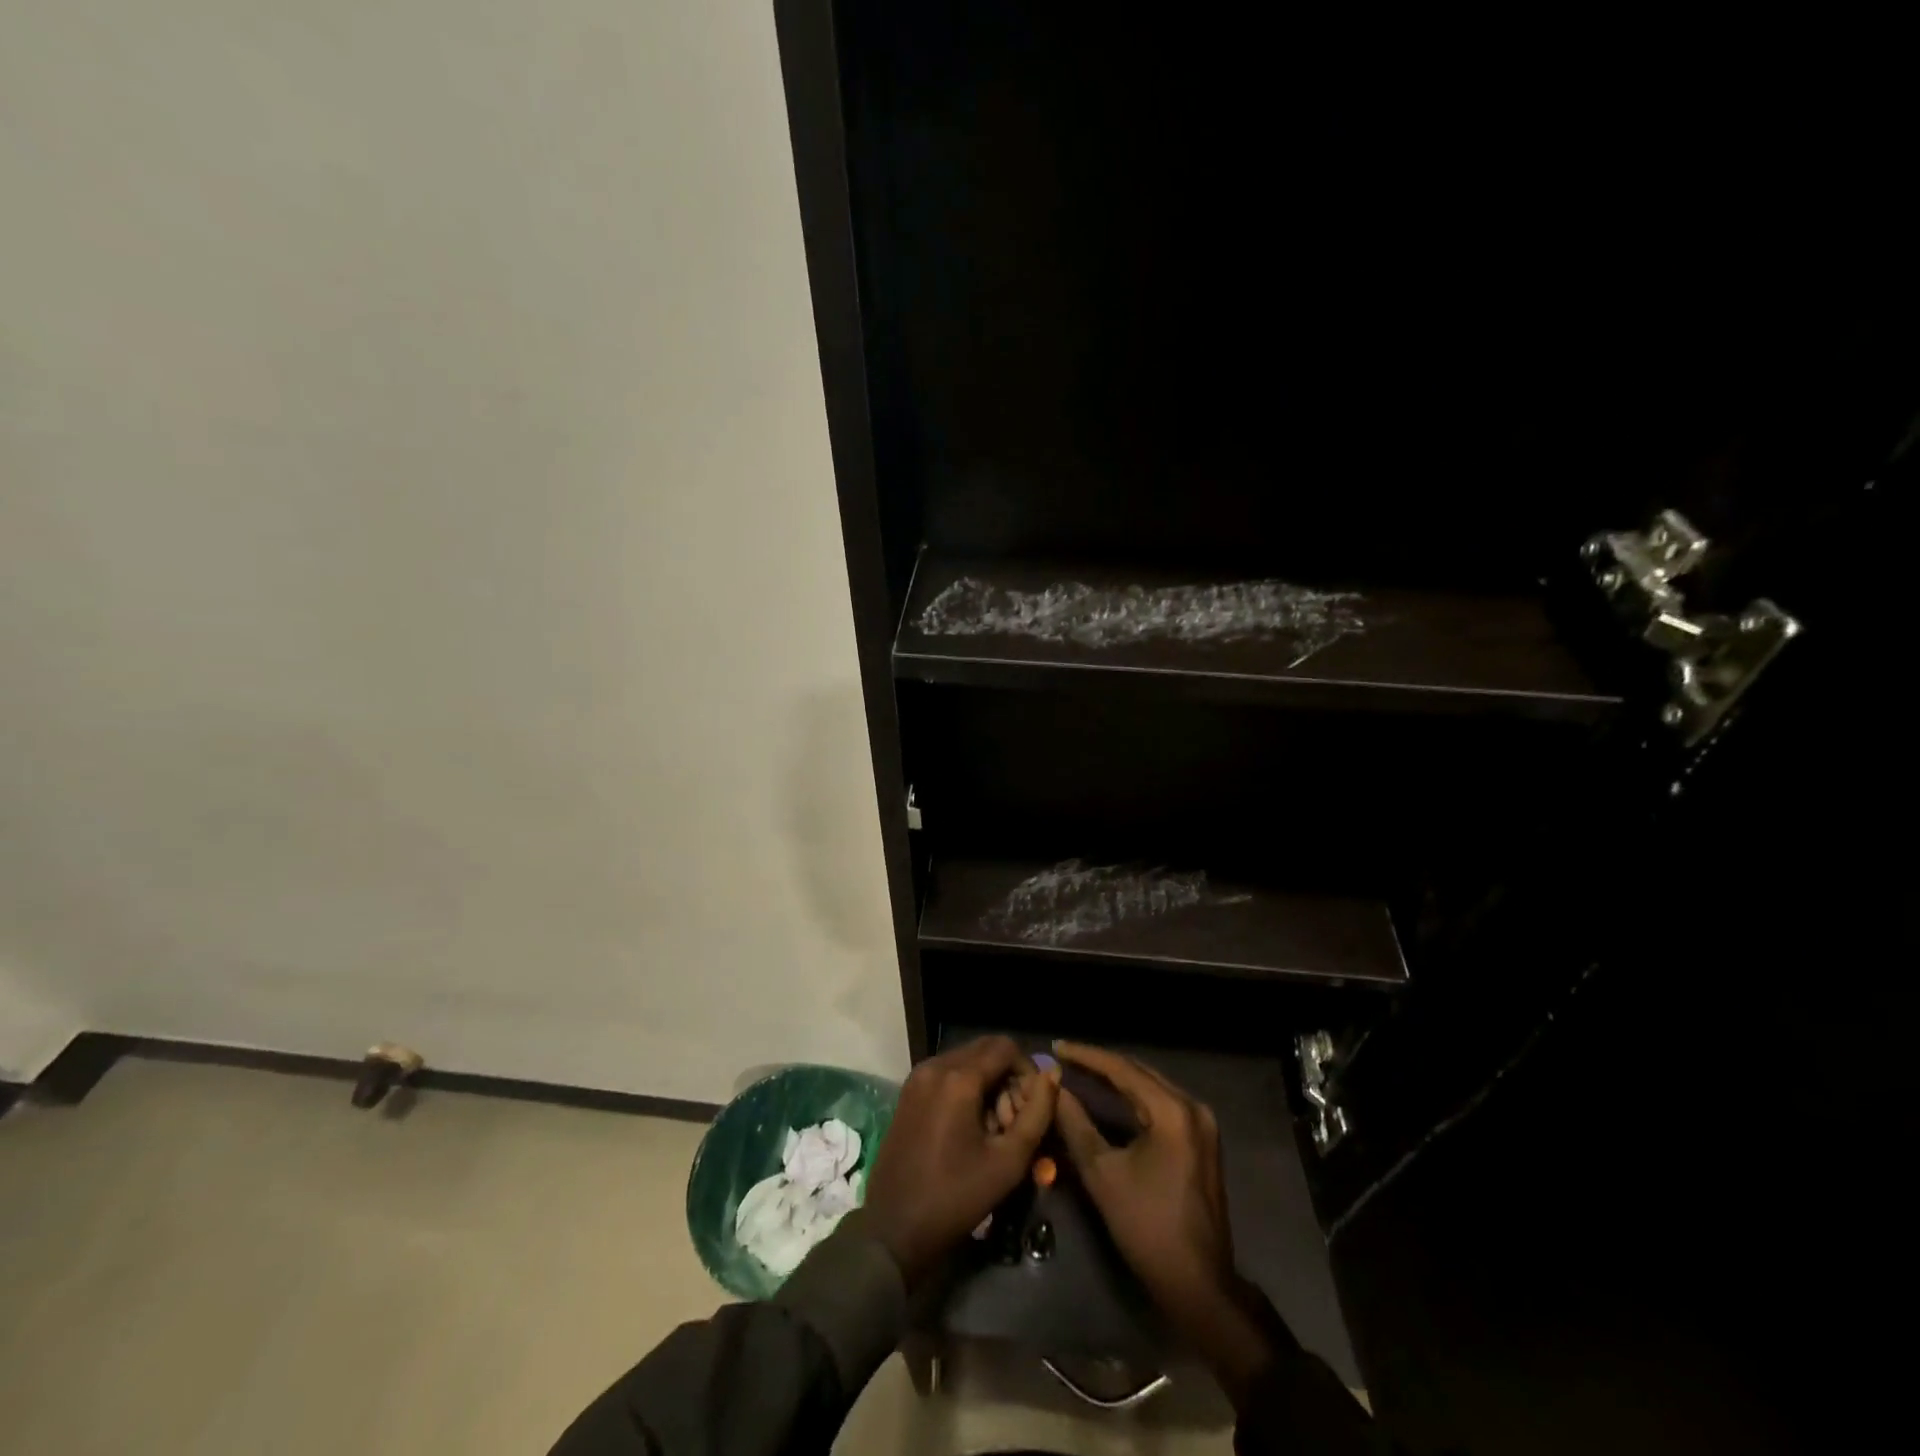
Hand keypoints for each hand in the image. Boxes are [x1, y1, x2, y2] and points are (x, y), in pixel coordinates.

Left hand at [863, 1036, 1058, 1286]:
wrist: (893, 1228)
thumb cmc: (955, 1197)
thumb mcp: (1007, 1162)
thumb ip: (1036, 1114)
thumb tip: (1051, 1075)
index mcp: (959, 1078)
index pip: (1005, 1047)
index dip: (1027, 1070)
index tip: (1032, 1106)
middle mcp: (935, 1065)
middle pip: (984, 1050)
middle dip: (1007, 1076)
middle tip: (1014, 1119)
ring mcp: (917, 1077)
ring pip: (966, 1060)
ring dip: (987, 1082)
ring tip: (993, 1127)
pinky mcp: (908, 1091)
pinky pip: (946, 1073)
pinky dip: (965, 1087)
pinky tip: (969, 1126)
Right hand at [1053, 1042, 1284, 1404]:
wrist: (1198, 1283)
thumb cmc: (1147, 1226)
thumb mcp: (1102, 1173)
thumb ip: (1076, 1123)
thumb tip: (1054, 1089)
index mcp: (1172, 1111)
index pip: (1122, 1069)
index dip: (1086, 1056)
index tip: (1057, 1046)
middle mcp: (1192, 1107)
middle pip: (1139, 1072)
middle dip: (1100, 1064)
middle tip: (1065, 1057)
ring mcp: (1201, 1124)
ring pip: (1150, 1087)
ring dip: (1117, 1079)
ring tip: (1081, 1071)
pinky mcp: (1201, 1140)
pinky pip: (1161, 1105)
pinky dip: (1133, 1098)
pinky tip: (1109, 1096)